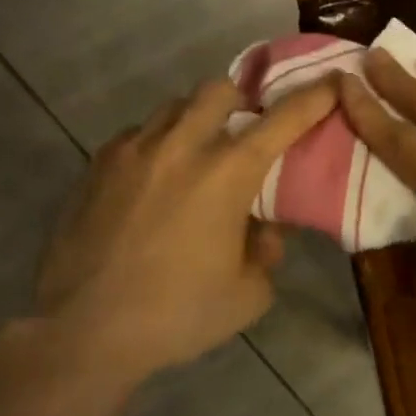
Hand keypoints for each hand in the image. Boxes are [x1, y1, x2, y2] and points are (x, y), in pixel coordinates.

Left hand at [34, 78, 337, 386]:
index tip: (332, 82)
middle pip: (218, 90)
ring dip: (195, 120)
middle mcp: (182, 147)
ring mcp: (133, 151)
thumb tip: (263, 230)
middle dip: (240, 100)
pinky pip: (135, 135)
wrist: (83, 333)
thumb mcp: (248, 295)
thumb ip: (266, 252)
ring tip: (195, 153)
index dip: (314, 97)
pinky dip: (155, 144)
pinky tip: (152, 180)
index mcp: (227, 173)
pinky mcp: (96, 167)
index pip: (283, 119)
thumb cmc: (177, 314)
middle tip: (244, 129)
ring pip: (173, 106)